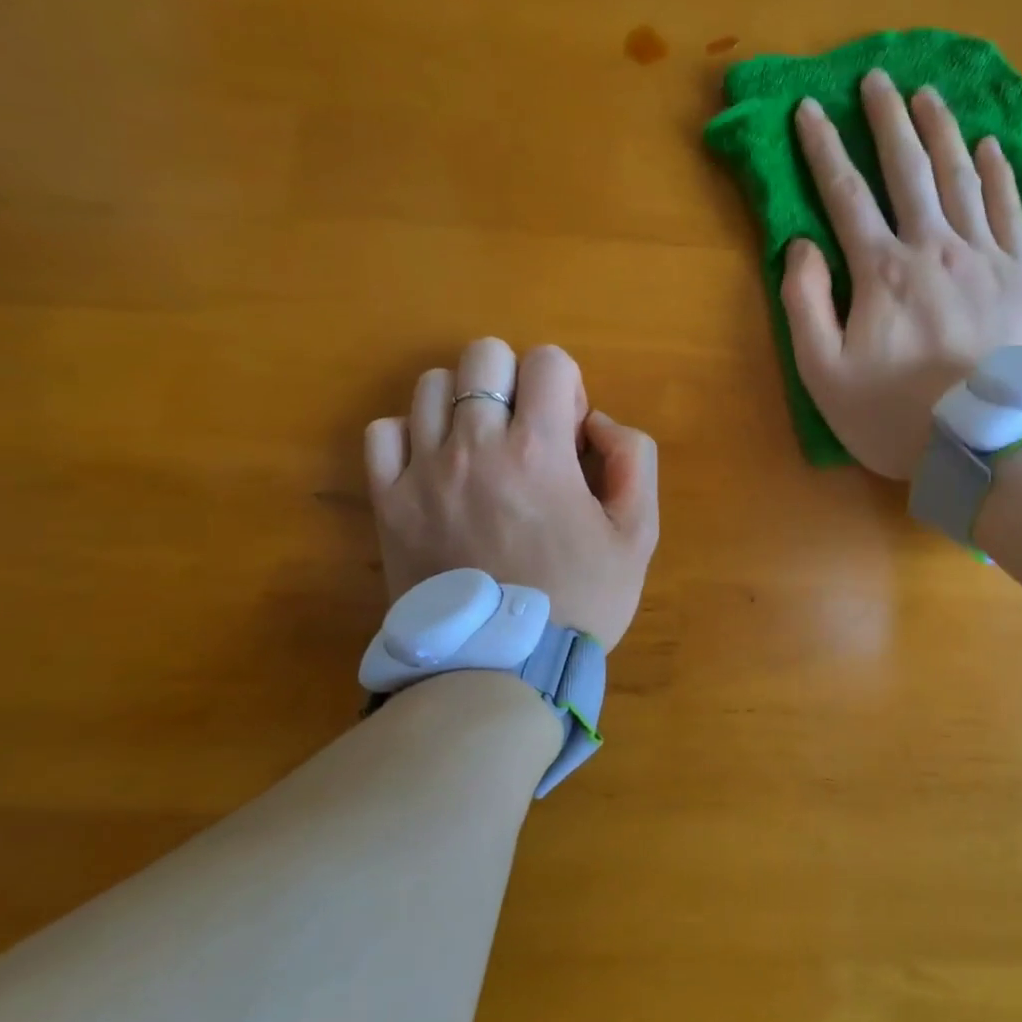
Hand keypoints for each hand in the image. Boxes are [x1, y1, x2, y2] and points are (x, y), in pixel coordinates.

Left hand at [364, 338, 658, 649]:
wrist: (503, 667)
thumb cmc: (580, 599)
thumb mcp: (638, 534)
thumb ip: (634, 460)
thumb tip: (597, 422)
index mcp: (540, 451)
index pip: (548, 360)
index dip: (567, 385)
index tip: (568, 431)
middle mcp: (476, 447)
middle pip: (484, 354)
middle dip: (515, 380)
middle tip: (526, 430)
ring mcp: (424, 472)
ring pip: (431, 385)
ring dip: (465, 403)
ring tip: (481, 447)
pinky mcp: (388, 502)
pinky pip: (383, 432)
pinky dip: (410, 435)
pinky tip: (436, 465)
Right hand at [782, 69, 1021, 479]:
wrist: (988, 446)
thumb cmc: (897, 416)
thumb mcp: (825, 375)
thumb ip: (806, 305)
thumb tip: (802, 245)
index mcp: (882, 271)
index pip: (845, 194)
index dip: (823, 148)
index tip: (809, 109)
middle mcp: (934, 248)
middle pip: (907, 170)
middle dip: (886, 120)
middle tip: (875, 79)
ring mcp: (985, 257)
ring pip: (961, 177)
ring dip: (940, 132)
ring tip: (926, 95)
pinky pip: (1012, 210)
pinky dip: (1001, 174)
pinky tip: (992, 147)